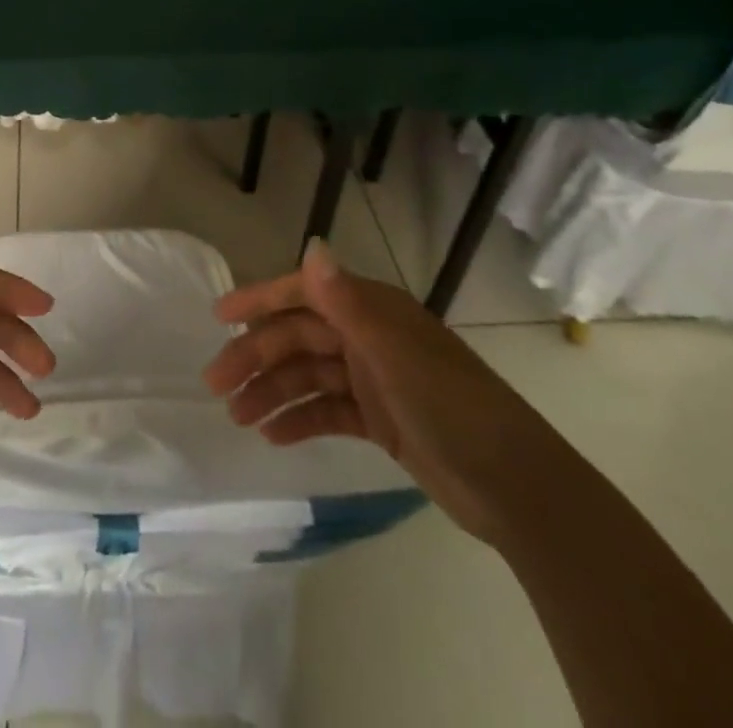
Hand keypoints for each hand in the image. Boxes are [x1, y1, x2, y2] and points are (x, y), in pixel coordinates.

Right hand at [203, 239, 578, 544]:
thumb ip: (346, 301)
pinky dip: (300, 420)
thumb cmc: (451, 408)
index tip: (220, 316)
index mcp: (371, 310)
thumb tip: (311, 243)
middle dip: (256, 357)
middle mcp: (368, 336)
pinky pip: (328, 410)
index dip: (260, 300)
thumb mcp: (394, 352)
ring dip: (272, 392)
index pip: (303, 294)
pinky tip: (273, 436)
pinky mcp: (380, 419)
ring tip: (238, 418)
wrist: (516, 489)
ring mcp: (374, 378)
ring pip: (308, 376)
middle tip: (216, 385)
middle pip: (299, 338)